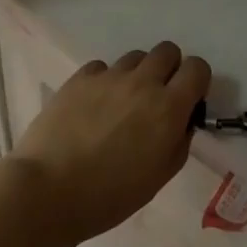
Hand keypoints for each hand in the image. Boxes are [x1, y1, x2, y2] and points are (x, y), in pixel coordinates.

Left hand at [11, 41, 209, 244]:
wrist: (49, 190)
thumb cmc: (110, 194)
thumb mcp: (160, 176)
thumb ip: (178, 141)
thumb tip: (181, 121)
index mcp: (168, 107)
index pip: (197, 68)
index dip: (197, 81)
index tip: (187, 100)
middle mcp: (142, 82)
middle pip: (167, 51)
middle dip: (169, 69)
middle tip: (157, 98)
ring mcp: (108, 77)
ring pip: (135, 57)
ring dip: (137, 74)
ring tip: (122, 104)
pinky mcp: (79, 78)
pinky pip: (102, 68)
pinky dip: (105, 81)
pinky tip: (94, 106)